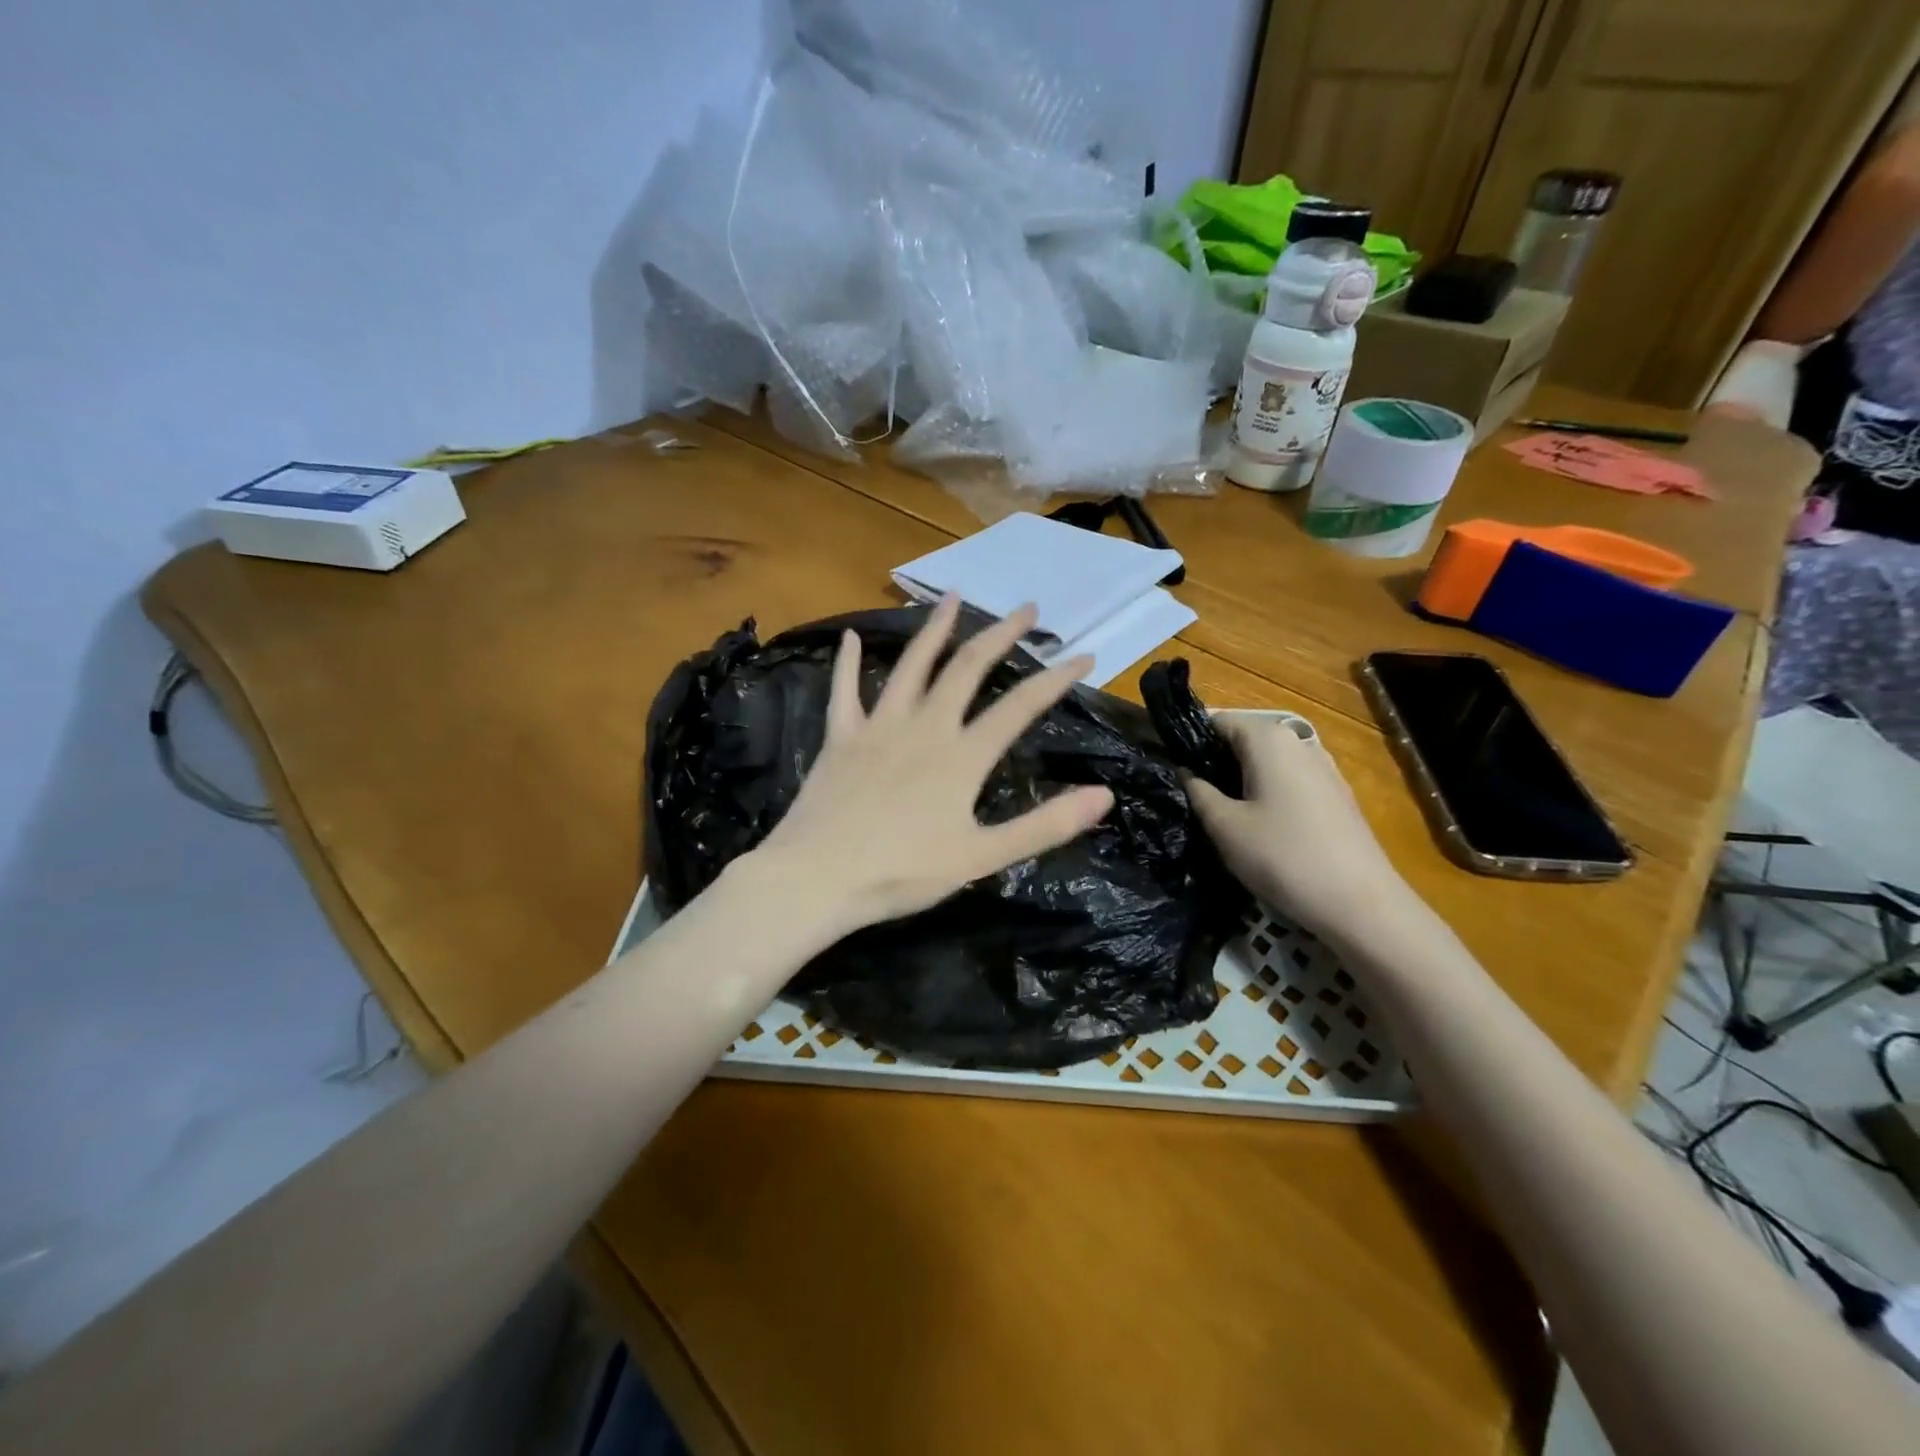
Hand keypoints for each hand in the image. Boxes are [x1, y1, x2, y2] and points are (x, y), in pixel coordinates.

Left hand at [749, 595, 1112, 938]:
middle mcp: (924, 727)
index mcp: (962, 756)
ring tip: (954, 597)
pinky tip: (851, 636)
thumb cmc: (903, 873)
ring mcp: (878, 727)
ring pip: (912, 665)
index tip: (1085, 656)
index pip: (1020, 707)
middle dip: (1001, 634)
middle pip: (968, 668)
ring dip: (936, 629)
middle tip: (1026, 608)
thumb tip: (1104, 796)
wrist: (818, 878)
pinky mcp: (841, 737)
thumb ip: (1044, 825)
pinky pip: (845, 691)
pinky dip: (848, 662)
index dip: (1056, 680)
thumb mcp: (982, 858)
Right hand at [1184, 715, 1418, 952]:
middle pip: (1242, 740)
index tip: (1168, 770)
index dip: (1187, 741)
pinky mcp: (1335, 796)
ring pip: (1265, 763)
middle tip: (1189, 798)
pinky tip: (1257, 828)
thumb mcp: (1224, 826)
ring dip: (1239, 781)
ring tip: (1220, 815)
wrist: (1360, 904)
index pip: (1215, 720)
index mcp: (1268, 738)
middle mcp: (1298, 742)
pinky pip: (1287, 782)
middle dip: (1213, 762)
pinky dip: (1265, 794)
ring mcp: (1322, 768)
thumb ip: (1197, 791)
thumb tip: (1184, 770)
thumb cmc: (1282, 857)